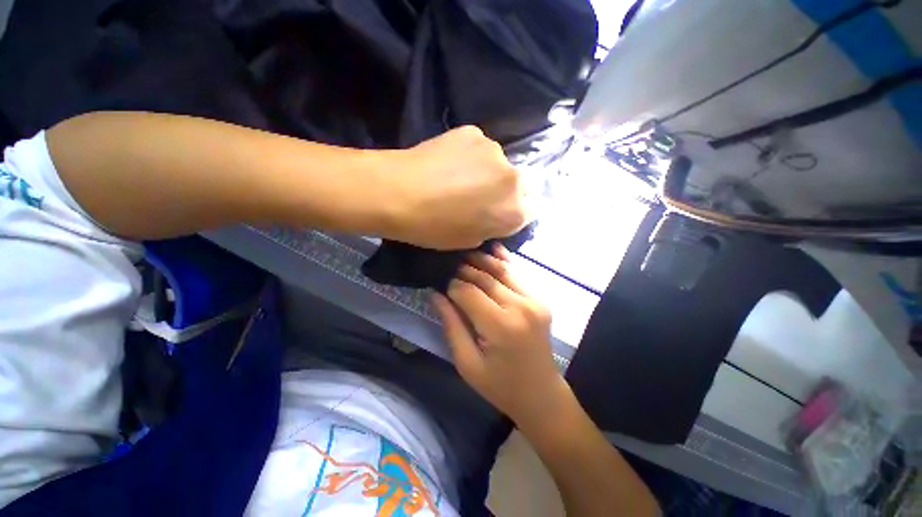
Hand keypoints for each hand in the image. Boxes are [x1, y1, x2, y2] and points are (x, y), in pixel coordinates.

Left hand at [384, 126, 529, 249]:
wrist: (397, 193)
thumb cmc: (434, 228)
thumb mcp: (468, 240)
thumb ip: (491, 226)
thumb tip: (494, 215)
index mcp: (514, 212)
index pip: (530, 210)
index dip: (512, 212)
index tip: (497, 213)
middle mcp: (514, 178)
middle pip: (520, 184)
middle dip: (505, 192)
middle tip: (480, 196)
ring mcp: (494, 150)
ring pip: (499, 164)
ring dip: (487, 172)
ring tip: (458, 177)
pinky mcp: (474, 132)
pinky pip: (479, 148)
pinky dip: (470, 156)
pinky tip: (449, 162)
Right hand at [432, 245, 565, 425]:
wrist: (541, 395)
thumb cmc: (500, 386)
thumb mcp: (467, 363)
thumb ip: (452, 325)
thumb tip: (436, 295)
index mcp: (501, 326)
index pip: (468, 292)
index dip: (451, 285)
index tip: (438, 283)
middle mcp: (520, 307)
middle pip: (485, 278)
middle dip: (463, 270)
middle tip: (447, 265)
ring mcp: (534, 301)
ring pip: (502, 270)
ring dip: (481, 260)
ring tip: (463, 254)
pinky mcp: (540, 300)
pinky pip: (518, 275)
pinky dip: (504, 261)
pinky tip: (492, 248)